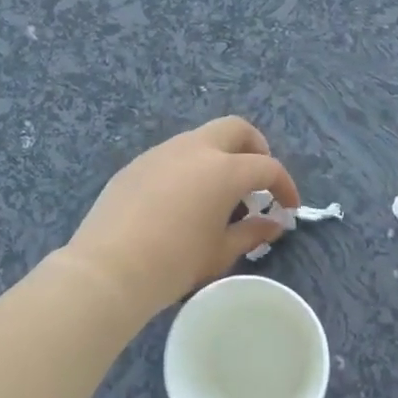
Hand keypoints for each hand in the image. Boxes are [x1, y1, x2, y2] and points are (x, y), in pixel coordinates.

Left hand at [65, 117, 300, 318]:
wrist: (109, 268)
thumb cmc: (175, 262)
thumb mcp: (220, 252)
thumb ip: (252, 233)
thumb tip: (273, 224)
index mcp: (224, 169)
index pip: (267, 167)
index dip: (284, 186)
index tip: (288, 208)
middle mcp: (195, 148)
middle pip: (236, 129)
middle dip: (255, 149)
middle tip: (258, 181)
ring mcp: (162, 152)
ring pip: (202, 139)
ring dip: (220, 157)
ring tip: (219, 193)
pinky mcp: (137, 164)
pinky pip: (173, 155)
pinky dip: (190, 167)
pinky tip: (182, 200)